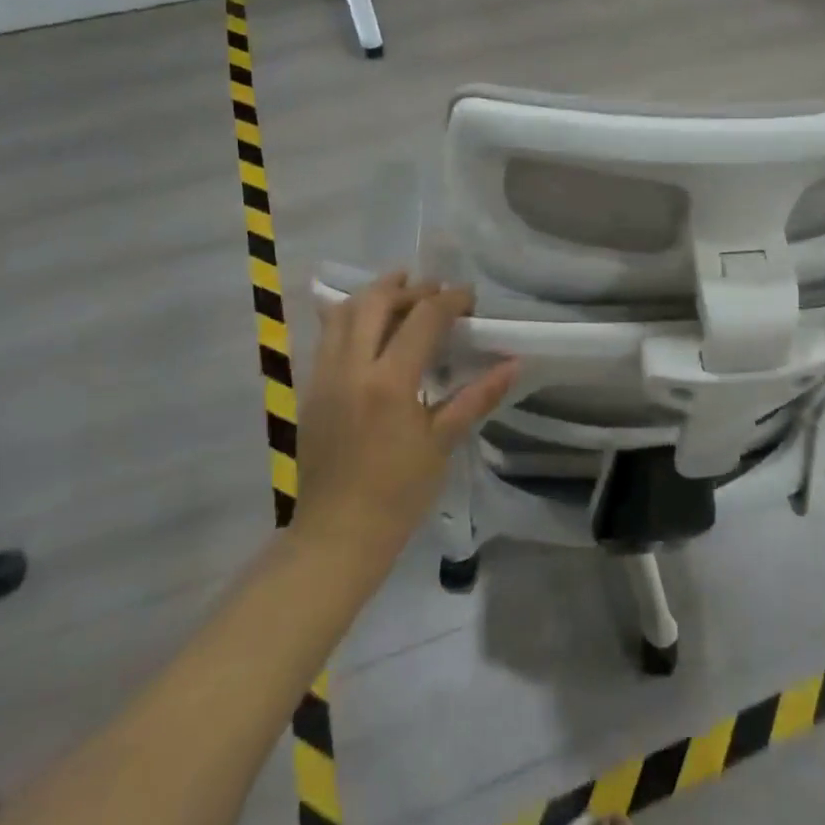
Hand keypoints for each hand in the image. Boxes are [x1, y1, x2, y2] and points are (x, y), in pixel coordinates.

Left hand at [299, 273, 517, 559]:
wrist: (336, 536)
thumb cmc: (397, 494)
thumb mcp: (442, 443)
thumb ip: (477, 397)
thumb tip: (514, 364)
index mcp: (389, 382)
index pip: (423, 318)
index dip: (450, 300)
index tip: (470, 297)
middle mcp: (352, 367)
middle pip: (376, 301)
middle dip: (409, 287)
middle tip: (436, 291)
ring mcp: (324, 376)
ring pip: (343, 312)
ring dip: (375, 295)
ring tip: (401, 294)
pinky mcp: (310, 389)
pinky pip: (326, 335)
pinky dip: (351, 317)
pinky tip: (370, 327)